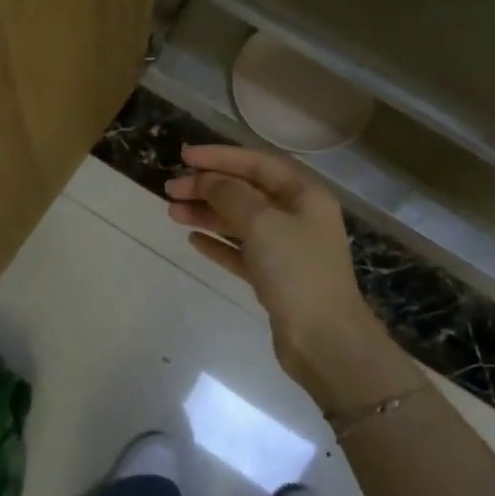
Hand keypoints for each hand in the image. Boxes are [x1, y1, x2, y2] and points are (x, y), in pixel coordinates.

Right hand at [167, 144, 413, 413]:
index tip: (184, 156)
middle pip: (247, 192)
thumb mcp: (262, 223)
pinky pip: (241, 251)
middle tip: (170, 189)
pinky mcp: (275, 278)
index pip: (258, 163)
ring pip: (241, 222)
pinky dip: (219, 243)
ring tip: (172, 213)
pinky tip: (193, 240)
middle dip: (209, 187)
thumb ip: (231, 194)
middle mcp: (298, 216)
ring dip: (208, 214)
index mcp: (305, 195)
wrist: (324, 339)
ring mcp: (287, 249)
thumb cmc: (296, 271)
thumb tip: (208, 179)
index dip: (220, 157)